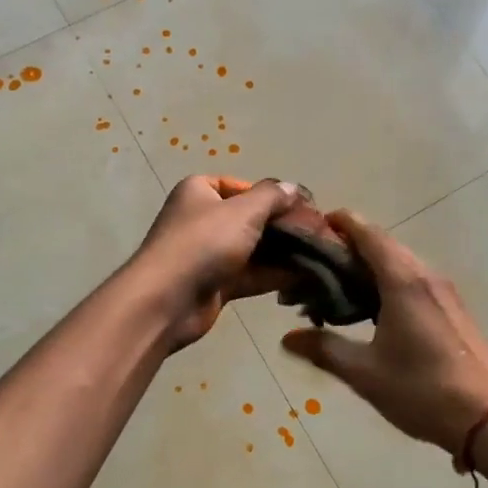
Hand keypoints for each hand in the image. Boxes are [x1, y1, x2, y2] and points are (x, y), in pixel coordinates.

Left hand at [129, 176, 302, 349]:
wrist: (167, 300)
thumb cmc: (203, 243)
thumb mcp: (243, 211)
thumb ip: (273, 197)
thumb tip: (293, 188)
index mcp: (200, 191)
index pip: (245, 187)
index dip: (276, 197)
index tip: (306, 209)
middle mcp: (202, 218)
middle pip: (252, 219)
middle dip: (285, 227)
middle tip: (319, 234)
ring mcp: (208, 253)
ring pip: (254, 249)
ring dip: (284, 253)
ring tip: (320, 255)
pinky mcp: (215, 284)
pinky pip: (251, 274)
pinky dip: (274, 275)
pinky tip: (305, 276)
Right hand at [281, 213, 487, 453]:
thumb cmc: (422, 390)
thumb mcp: (365, 373)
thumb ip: (324, 349)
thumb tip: (286, 338)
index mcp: (403, 281)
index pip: (368, 234)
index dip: (342, 223)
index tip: (316, 223)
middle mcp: (426, 275)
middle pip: (384, 246)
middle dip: (350, 248)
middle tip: (316, 264)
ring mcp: (444, 291)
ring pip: (400, 264)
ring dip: (370, 267)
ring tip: (338, 287)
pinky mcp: (453, 308)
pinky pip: (414, 281)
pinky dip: (388, 282)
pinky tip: (372, 308)